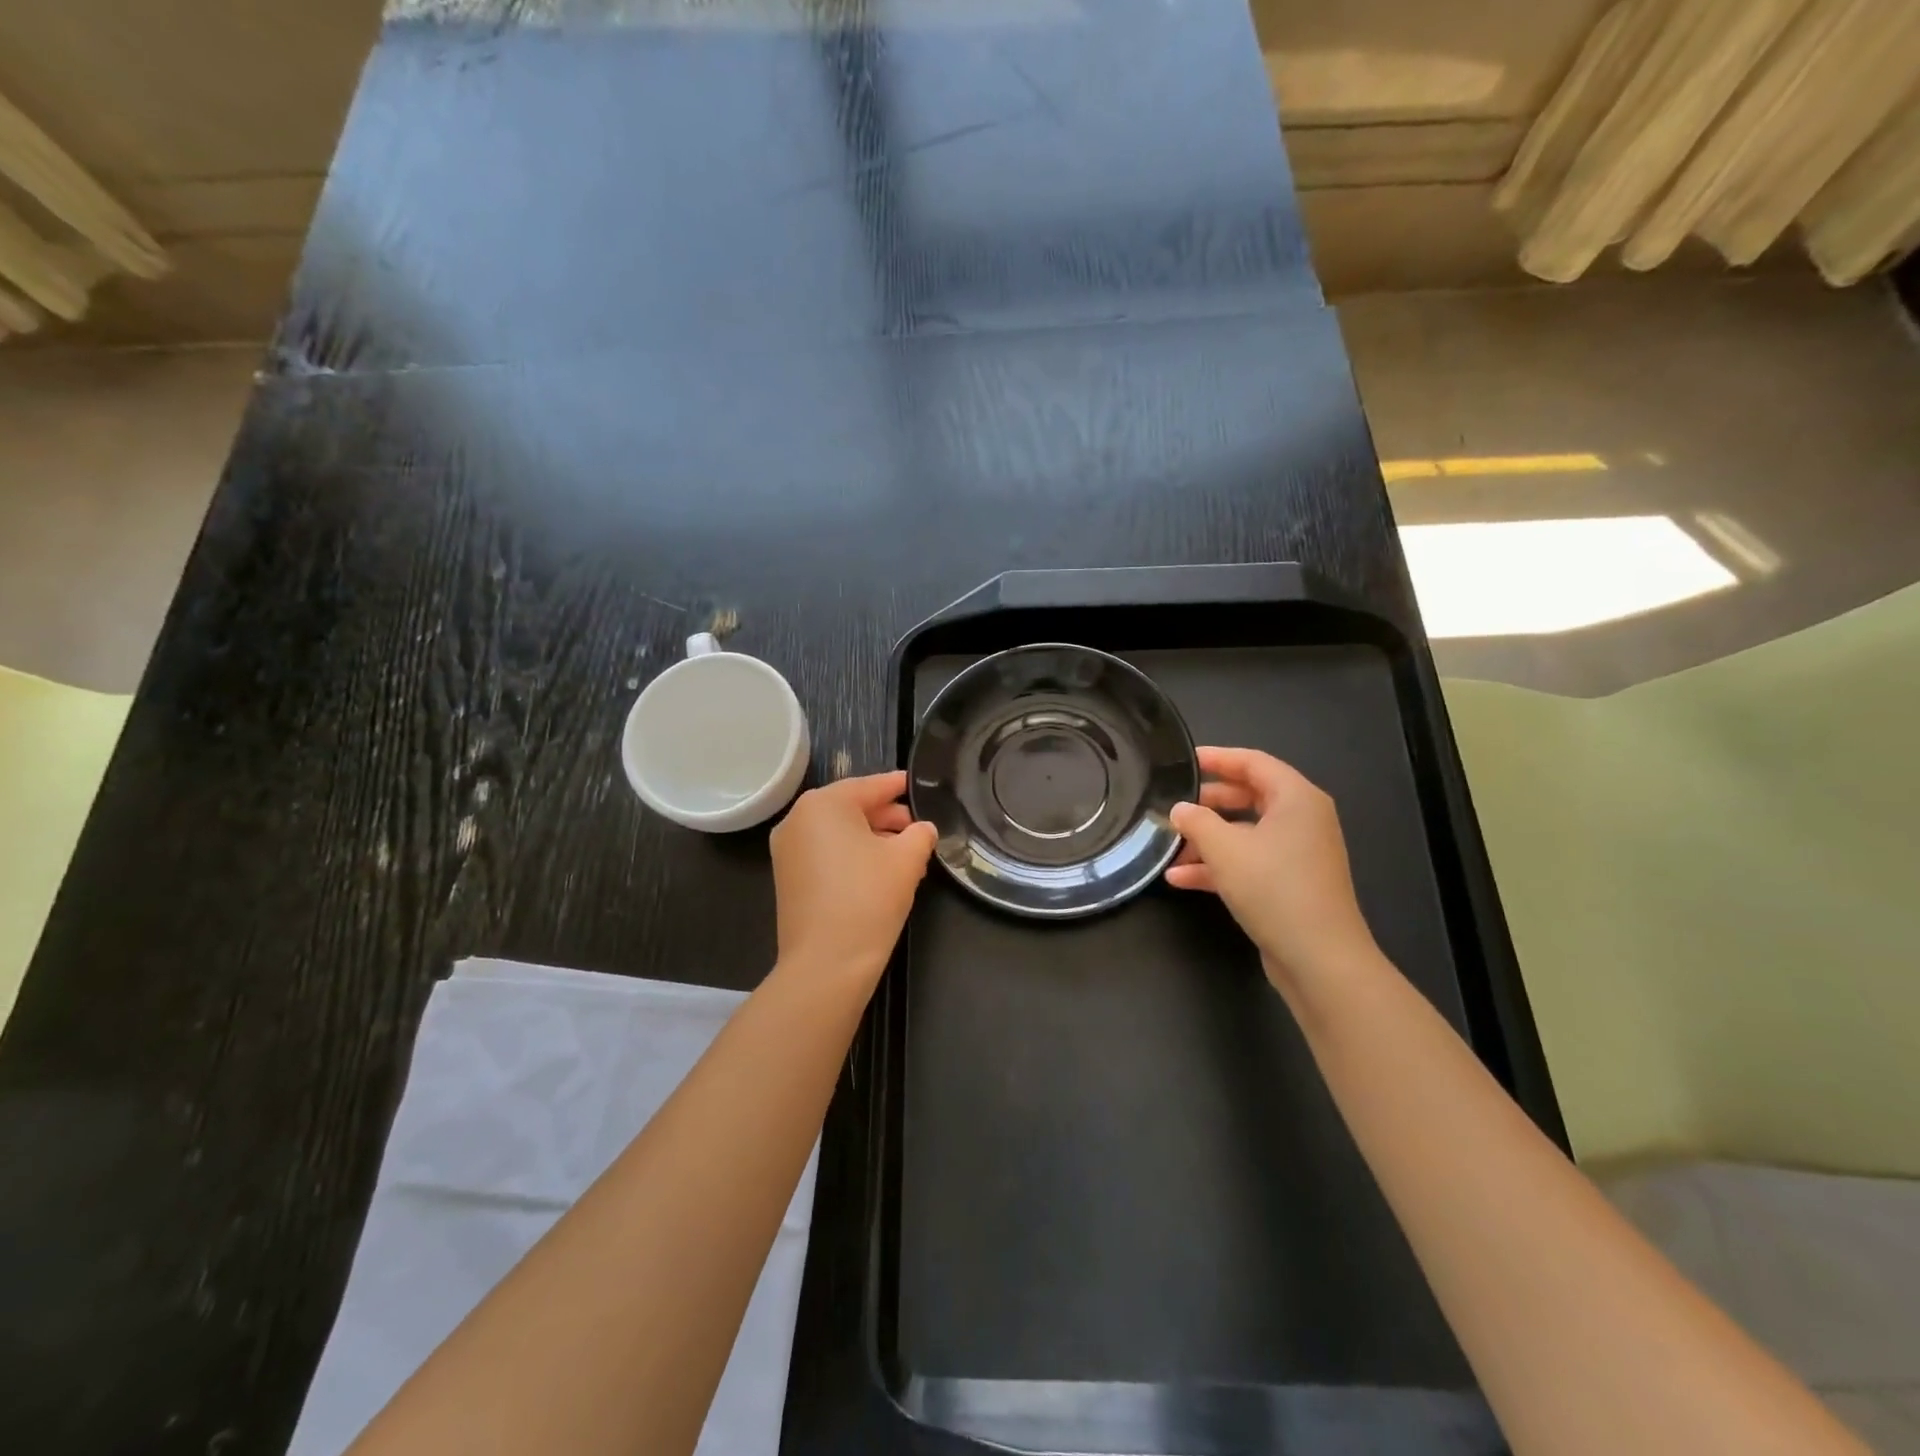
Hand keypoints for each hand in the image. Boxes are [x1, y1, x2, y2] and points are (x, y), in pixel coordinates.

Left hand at [770, 770, 937, 984]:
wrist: (826, 963)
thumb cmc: (868, 898)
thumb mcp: (907, 860)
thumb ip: (920, 834)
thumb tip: (923, 829)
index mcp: (823, 804)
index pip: (869, 786)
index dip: (897, 786)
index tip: (917, 784)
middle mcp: (797, 820)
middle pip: (851, 808)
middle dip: (887, 817)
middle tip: (919, 829)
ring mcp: (787, 850)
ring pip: (839, 833)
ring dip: (872, 839)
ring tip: (907, 855)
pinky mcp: (787, 878)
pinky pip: (826, 854)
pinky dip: (852, 856)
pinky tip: (881, 872)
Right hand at [1167, 747, 1377, 991]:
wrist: (1319, 958)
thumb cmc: (1273, 888)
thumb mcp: (1224, 849)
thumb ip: (1196, 821)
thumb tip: (1180, 809)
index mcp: (1297, 798)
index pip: (1253, 762)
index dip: (1217, 758)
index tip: (1183, 761)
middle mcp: (1302, 820)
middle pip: (1249, 796)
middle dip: (1208, 803)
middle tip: (1174, 806)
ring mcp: (1298, 853)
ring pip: (1246, 833)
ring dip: (1208, 840)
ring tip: (1170, 849)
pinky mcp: (1291, 883)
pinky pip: (1250, 862)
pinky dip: (1219, 866)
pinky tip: (1181, 879)